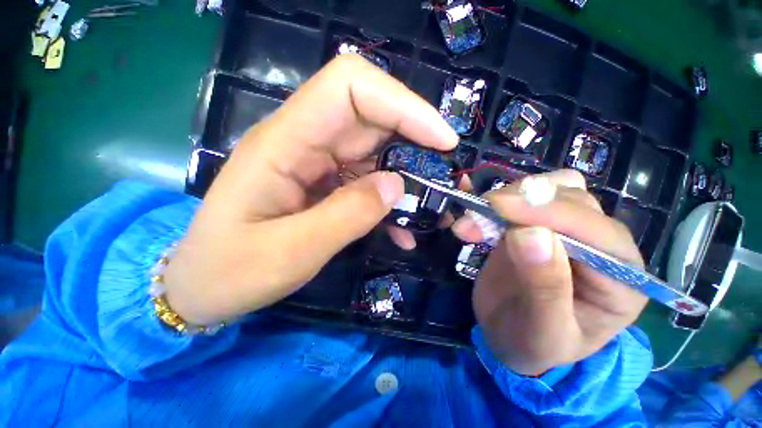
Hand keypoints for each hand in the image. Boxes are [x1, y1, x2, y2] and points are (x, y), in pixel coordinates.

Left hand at [163, 55, 457, 324]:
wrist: (204, 285)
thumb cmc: (232, 271)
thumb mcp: (292, 251)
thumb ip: (347, 215)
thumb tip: (397, 186)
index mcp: (284, 144)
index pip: (350, 88)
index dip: (402, 104)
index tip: (442, 139)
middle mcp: (303, 143)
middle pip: (371, 116)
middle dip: (416, 139)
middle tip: (445, 174)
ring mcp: (316, 164)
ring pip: (375, 151)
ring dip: (408, 176)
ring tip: (431, 207)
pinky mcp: (324, 185)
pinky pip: (367, 182)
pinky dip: (390, 201)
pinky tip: (402, 230)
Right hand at [452, 170, 647, 375]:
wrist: (511, 337)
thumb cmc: (533, 345)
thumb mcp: (542, 332)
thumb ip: (544, 287)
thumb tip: (528, 234)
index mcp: (622, 279)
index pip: (596, 232)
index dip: (547, 213)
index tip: (498, 208)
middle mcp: (602, 246)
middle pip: (571, 201)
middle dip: (519, 203)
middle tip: (474, 216)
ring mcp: (568, 229)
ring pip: (549, 189)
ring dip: (507, 197)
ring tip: (472, 219)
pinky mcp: (535, 224)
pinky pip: (524, 197)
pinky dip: (497, 200)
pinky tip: (476, 213)